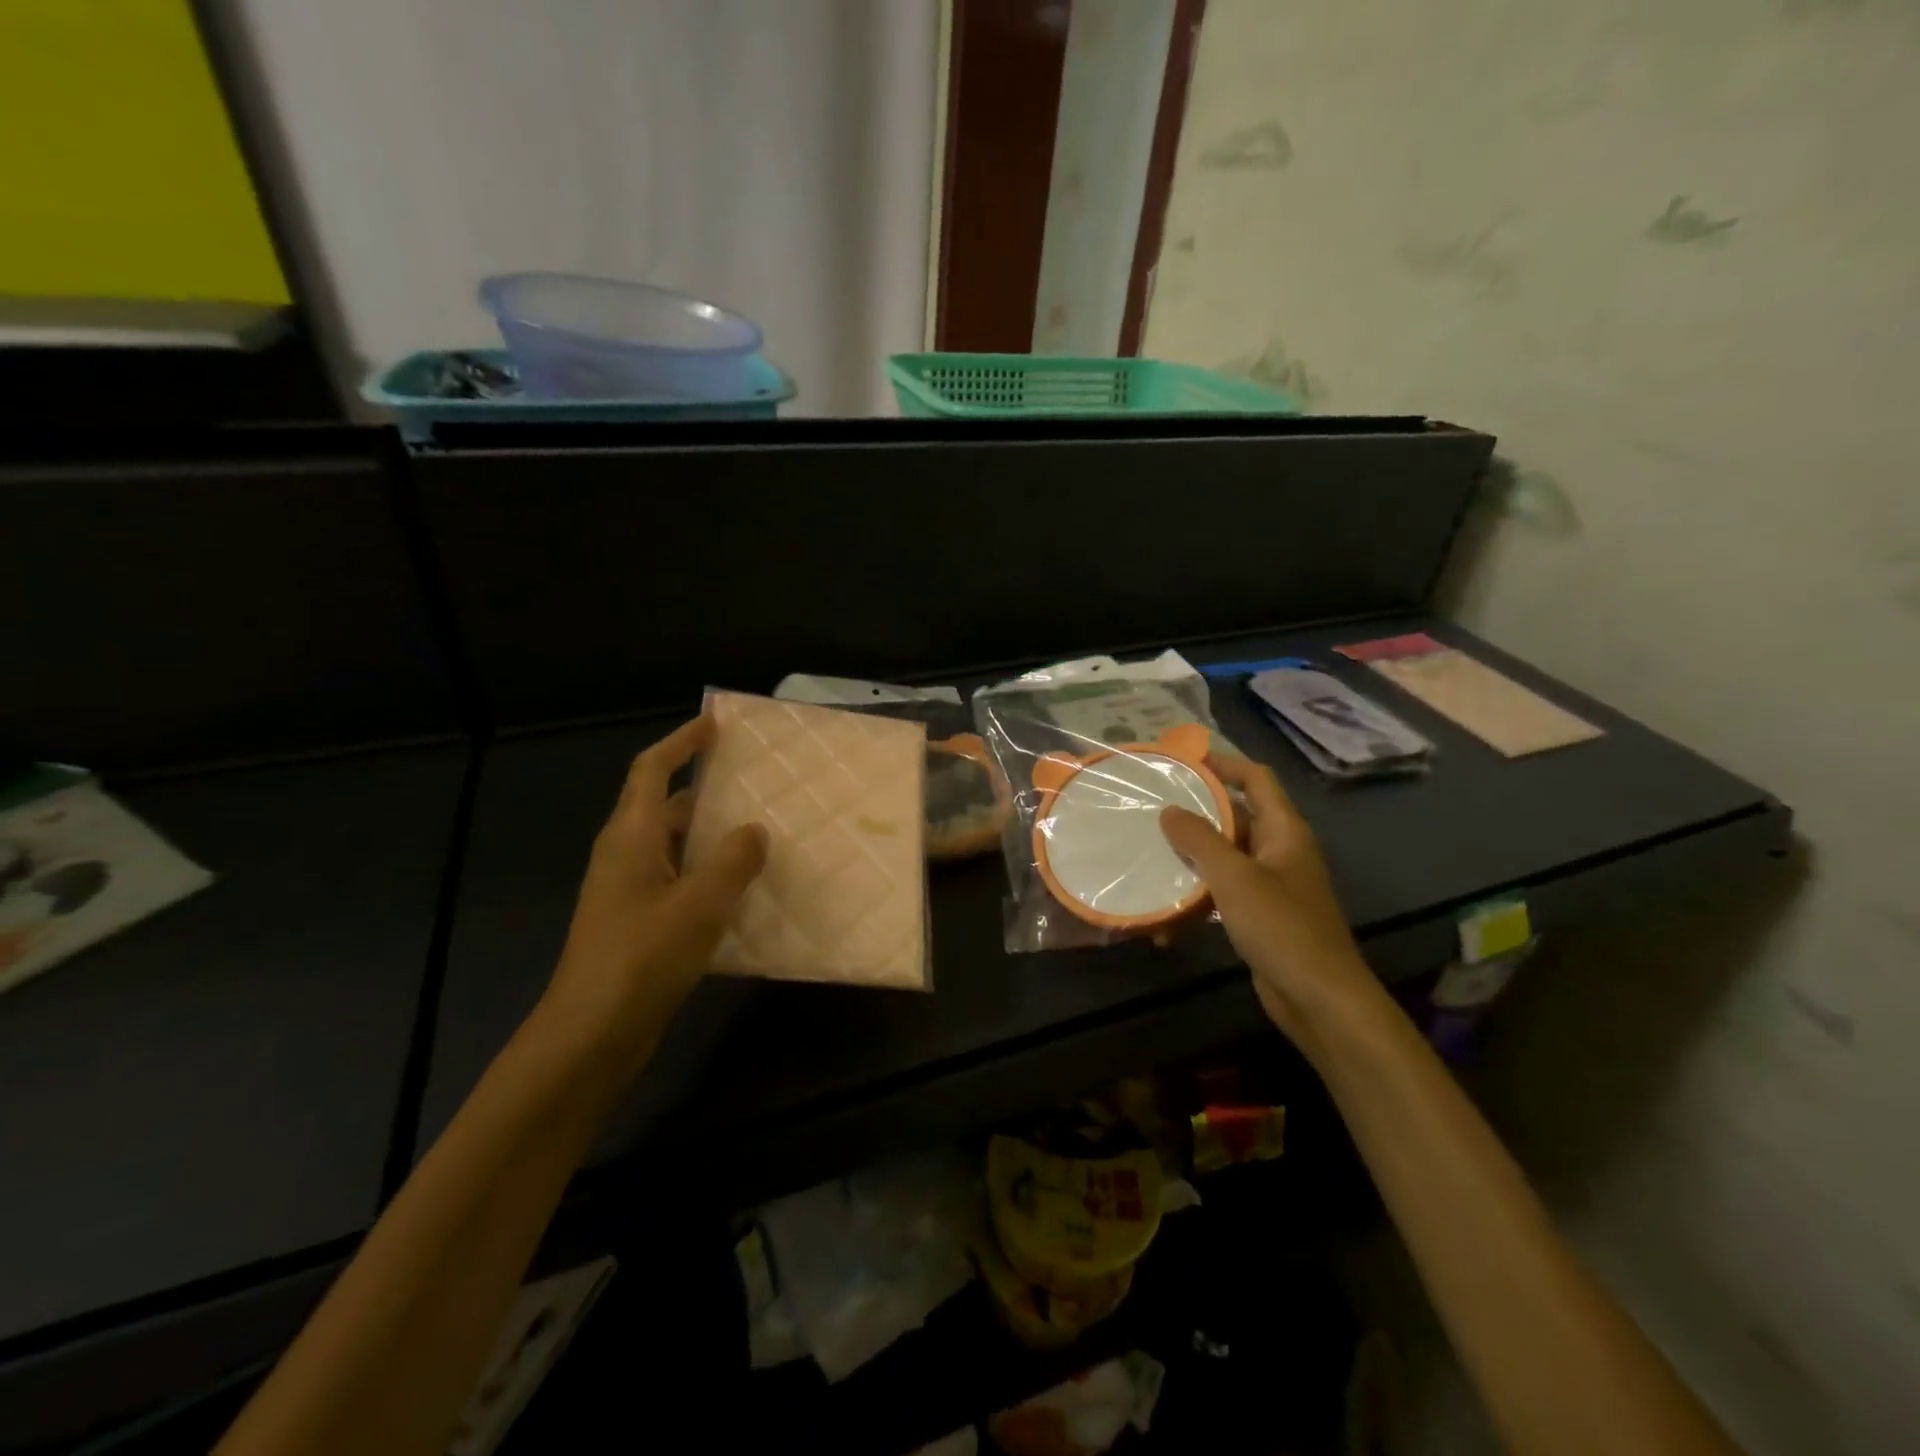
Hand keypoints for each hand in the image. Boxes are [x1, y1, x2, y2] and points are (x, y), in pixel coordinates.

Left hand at [541, 715, 766, 1073]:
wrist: (590, 1034)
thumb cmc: (640, 958)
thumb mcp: (698, 905)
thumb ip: (732, 861)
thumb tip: (755, 829)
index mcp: (631, 837)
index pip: (652, 770)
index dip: (681, 742)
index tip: (714, 723)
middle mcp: (626, 855)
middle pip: (665, 805)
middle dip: (706, 788)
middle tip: (755, 782)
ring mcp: (630, 890)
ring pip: (676, 846)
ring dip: (712, 834)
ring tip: (761, 830)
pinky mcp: (639, 921)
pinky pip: (679, 879)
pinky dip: (708, 872)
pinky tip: (743, 887)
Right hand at [1160, 755, 1382, 1054]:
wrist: (1320, 999)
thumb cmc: (1281, 927)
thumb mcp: (1234, 877)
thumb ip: (1199, 840)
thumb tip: (1169, 811)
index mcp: (1284, 831)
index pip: (1256, 779)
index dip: (1223, 765)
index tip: (1182, 763)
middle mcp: (1280, 851)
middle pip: (1236, 816)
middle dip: (1196, 812)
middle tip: (1153, 808)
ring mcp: (1271, 884)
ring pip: (1225, 857)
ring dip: (1191, 859)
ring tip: (1150, 856)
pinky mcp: (1260, 916)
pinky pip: (1223, 893)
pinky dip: (1197, 899)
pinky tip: (1166, 919)